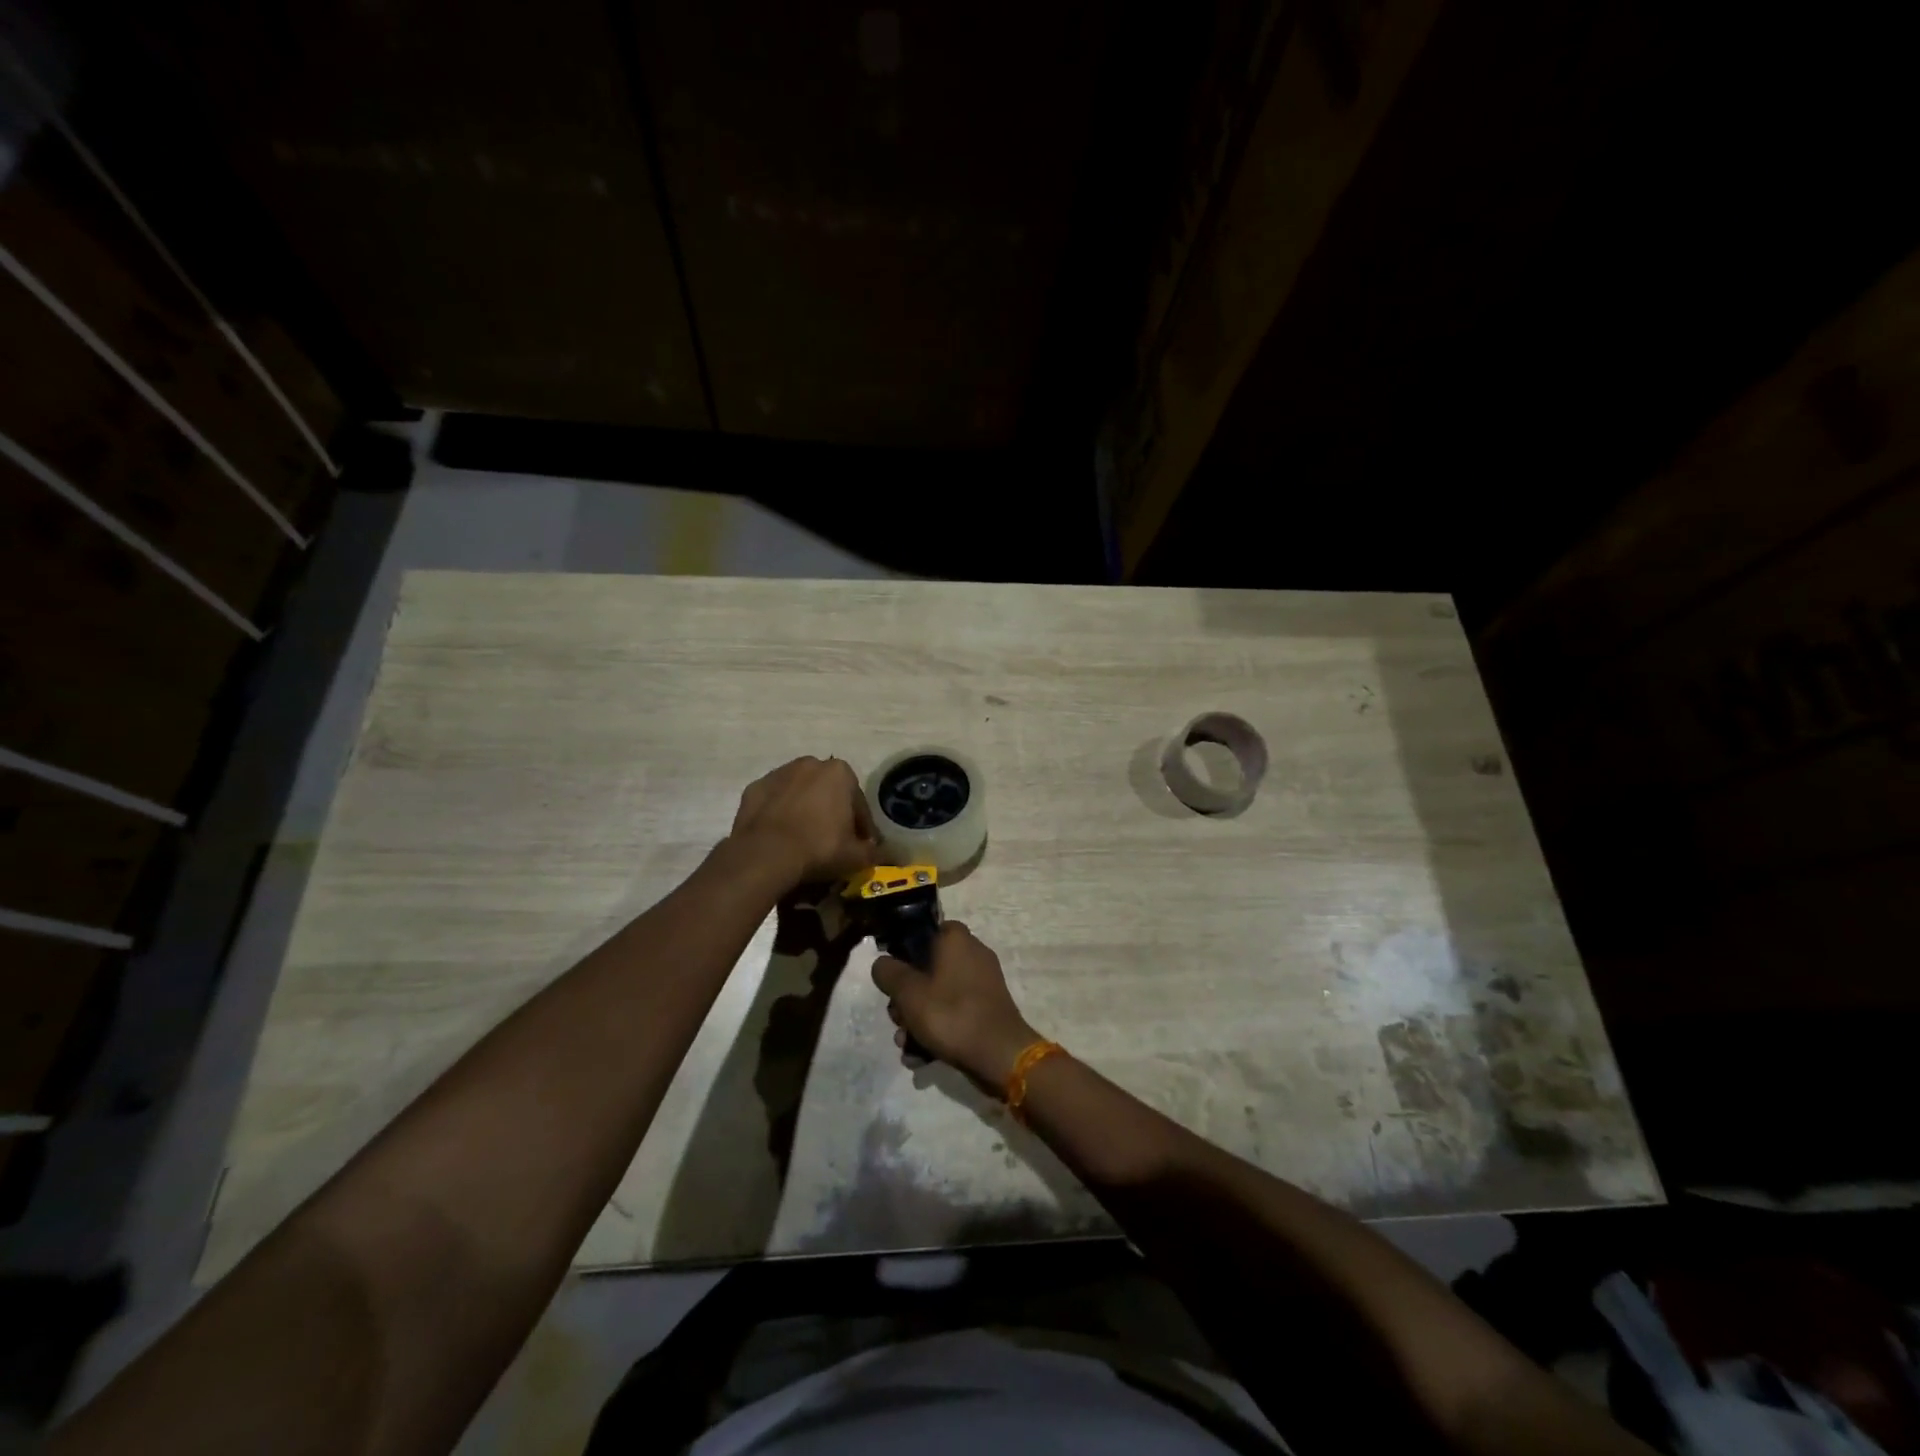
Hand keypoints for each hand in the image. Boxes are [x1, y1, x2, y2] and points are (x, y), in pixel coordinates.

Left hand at [730, 757, 876, 886]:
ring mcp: (778, 774)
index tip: (860, 846)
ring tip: (805, 840)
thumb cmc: (819, 848)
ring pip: (800, 794)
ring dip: (805, 810)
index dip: (861, 827)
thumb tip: (884, 853)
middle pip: (828, 792)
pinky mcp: (754, 788)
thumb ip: (874, 852)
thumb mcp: (856, 856)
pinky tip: (781, 837)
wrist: (766, 854)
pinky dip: (779, 814)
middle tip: (833, 842)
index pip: (858, 803)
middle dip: (832, 812)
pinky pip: (774, 802)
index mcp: (840, 772)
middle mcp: (810, 764)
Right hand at [872, 922, 1039, 1085]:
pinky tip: (920, 1057)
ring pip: (938, 994)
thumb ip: (888, 973)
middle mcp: (973, 954)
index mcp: (956, 939)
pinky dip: (937, 1031)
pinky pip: (954, 1012)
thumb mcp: (908, 992)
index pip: (926, 931)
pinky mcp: (987, 1008)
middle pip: (927, 968)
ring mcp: (982, 983)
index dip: (905, 951)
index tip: (893, 976)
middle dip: (907, 998)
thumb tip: (883, 963)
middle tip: (897, 1019)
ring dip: (917, 1020)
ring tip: (906, 1045)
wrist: (999, 1055)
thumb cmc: (951, 1014)